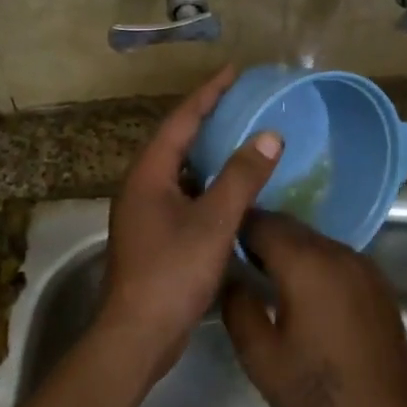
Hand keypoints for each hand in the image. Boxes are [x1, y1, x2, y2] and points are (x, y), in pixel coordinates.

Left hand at [98, 66, 281, 380]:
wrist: (137, 335)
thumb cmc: (172, 272)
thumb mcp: (213, 222)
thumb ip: (241, 177)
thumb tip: (269, 135)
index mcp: (149, 173)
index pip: (181, 120)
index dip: (208, 93)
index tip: (234, 71)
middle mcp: (141, 185)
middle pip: (177, 140)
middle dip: (208, 118)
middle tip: (242, 101)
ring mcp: (144, 211)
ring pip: (180, 169)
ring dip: (208, 152)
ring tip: (241, 138)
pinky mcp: (153, 235)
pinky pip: (183, 193)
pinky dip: (207, 183)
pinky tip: (232, 190)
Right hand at [221, 212, 406, 406]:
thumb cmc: (318, 392)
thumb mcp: (261, 359)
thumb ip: (238, 308)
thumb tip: (232, 278)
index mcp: (305, 264)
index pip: (261, 223)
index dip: (235, 228)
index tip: (217, 243)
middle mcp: (335, 252)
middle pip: (289, 226)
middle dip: (260, 235)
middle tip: (236, 260)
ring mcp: (361, 264)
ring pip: (313, 240)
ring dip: (287, 248)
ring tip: (266, 277)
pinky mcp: (375, 280)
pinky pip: (334, 256)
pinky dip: (313, 261)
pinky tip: (304, 292)